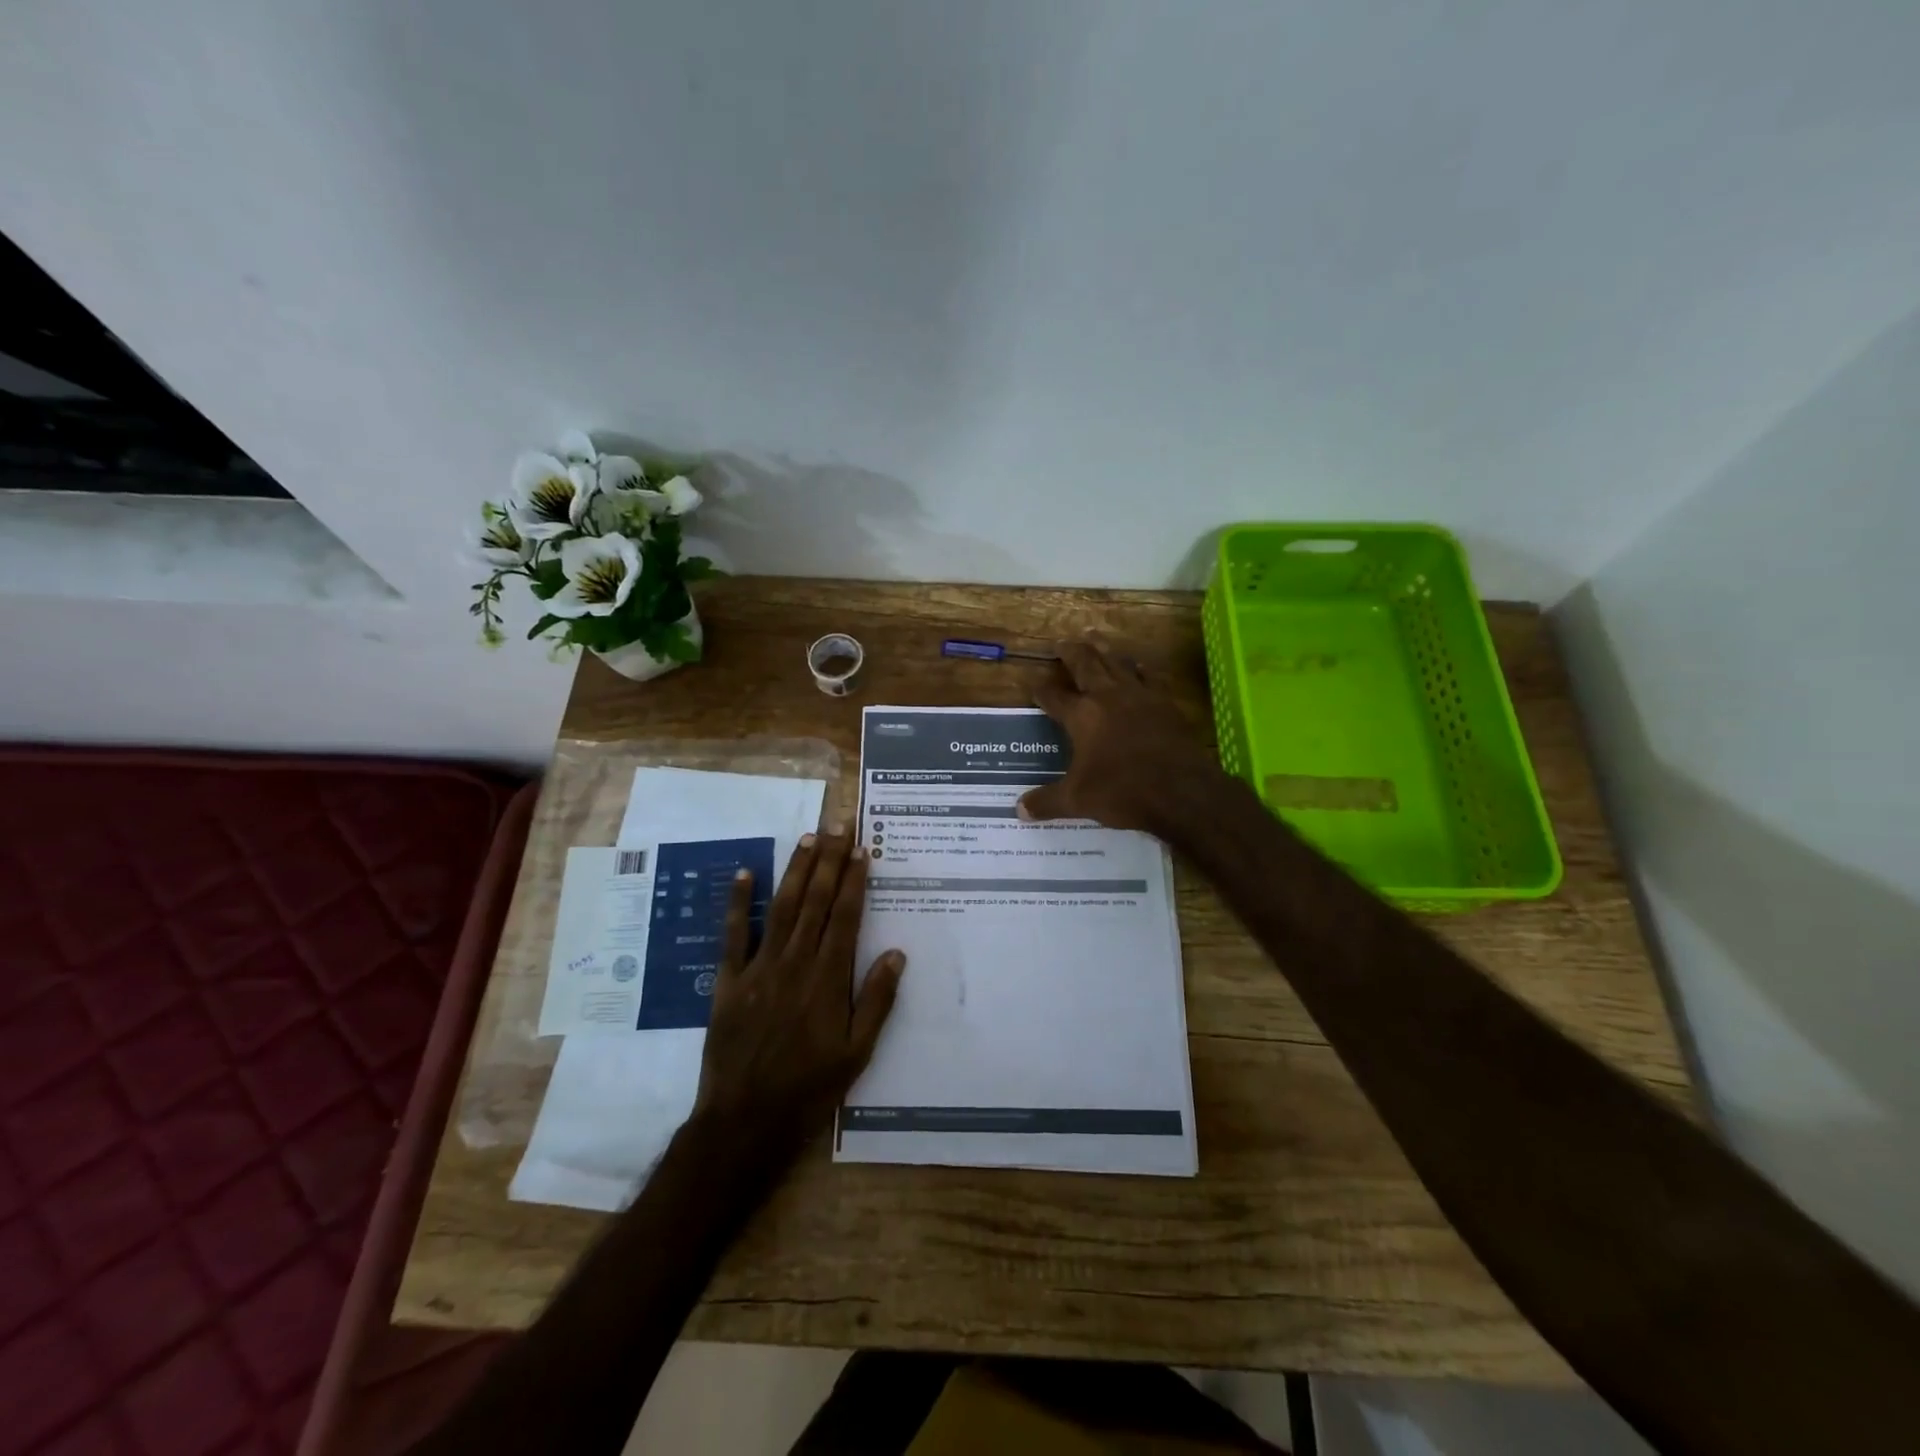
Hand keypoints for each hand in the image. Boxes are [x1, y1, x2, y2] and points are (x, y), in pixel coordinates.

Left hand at [693, 831, 905, 1153]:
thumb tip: (896, 953)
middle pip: (816, 901)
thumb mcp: (857, 1053)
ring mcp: (759, 968)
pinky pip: (733, 935)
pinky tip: (746, 873)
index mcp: (828, 978)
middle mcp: (795, 962)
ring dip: (796, 870)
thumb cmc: (809, 1088)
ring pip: (782, 908)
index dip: (855, 879)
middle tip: (838, 825)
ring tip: (809, 838)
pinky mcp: (728, 981)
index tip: (862, 848)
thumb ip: (876, 1001)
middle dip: (830, 860)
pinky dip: (739, 902)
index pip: (846, 916)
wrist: (745, 1120)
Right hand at [1018, 635, 1224, 835]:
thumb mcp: (1077, 800)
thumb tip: (1020, 810)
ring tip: (1094, 637)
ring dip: (1103, 648)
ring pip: (1117, 661)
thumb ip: (1047, 801)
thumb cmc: (1122, 791)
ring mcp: (1139, 696)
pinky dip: (1140, 668)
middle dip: (1070, 652)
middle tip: (1061, 641)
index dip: (1041, 691)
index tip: (1033, 685)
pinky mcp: (1165, 703)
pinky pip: (1149, 676)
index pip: (1054, 697)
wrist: (1180, 790)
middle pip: (1085, 664)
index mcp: (1081, 715)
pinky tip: (1139, 665)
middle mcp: (1107, 696)